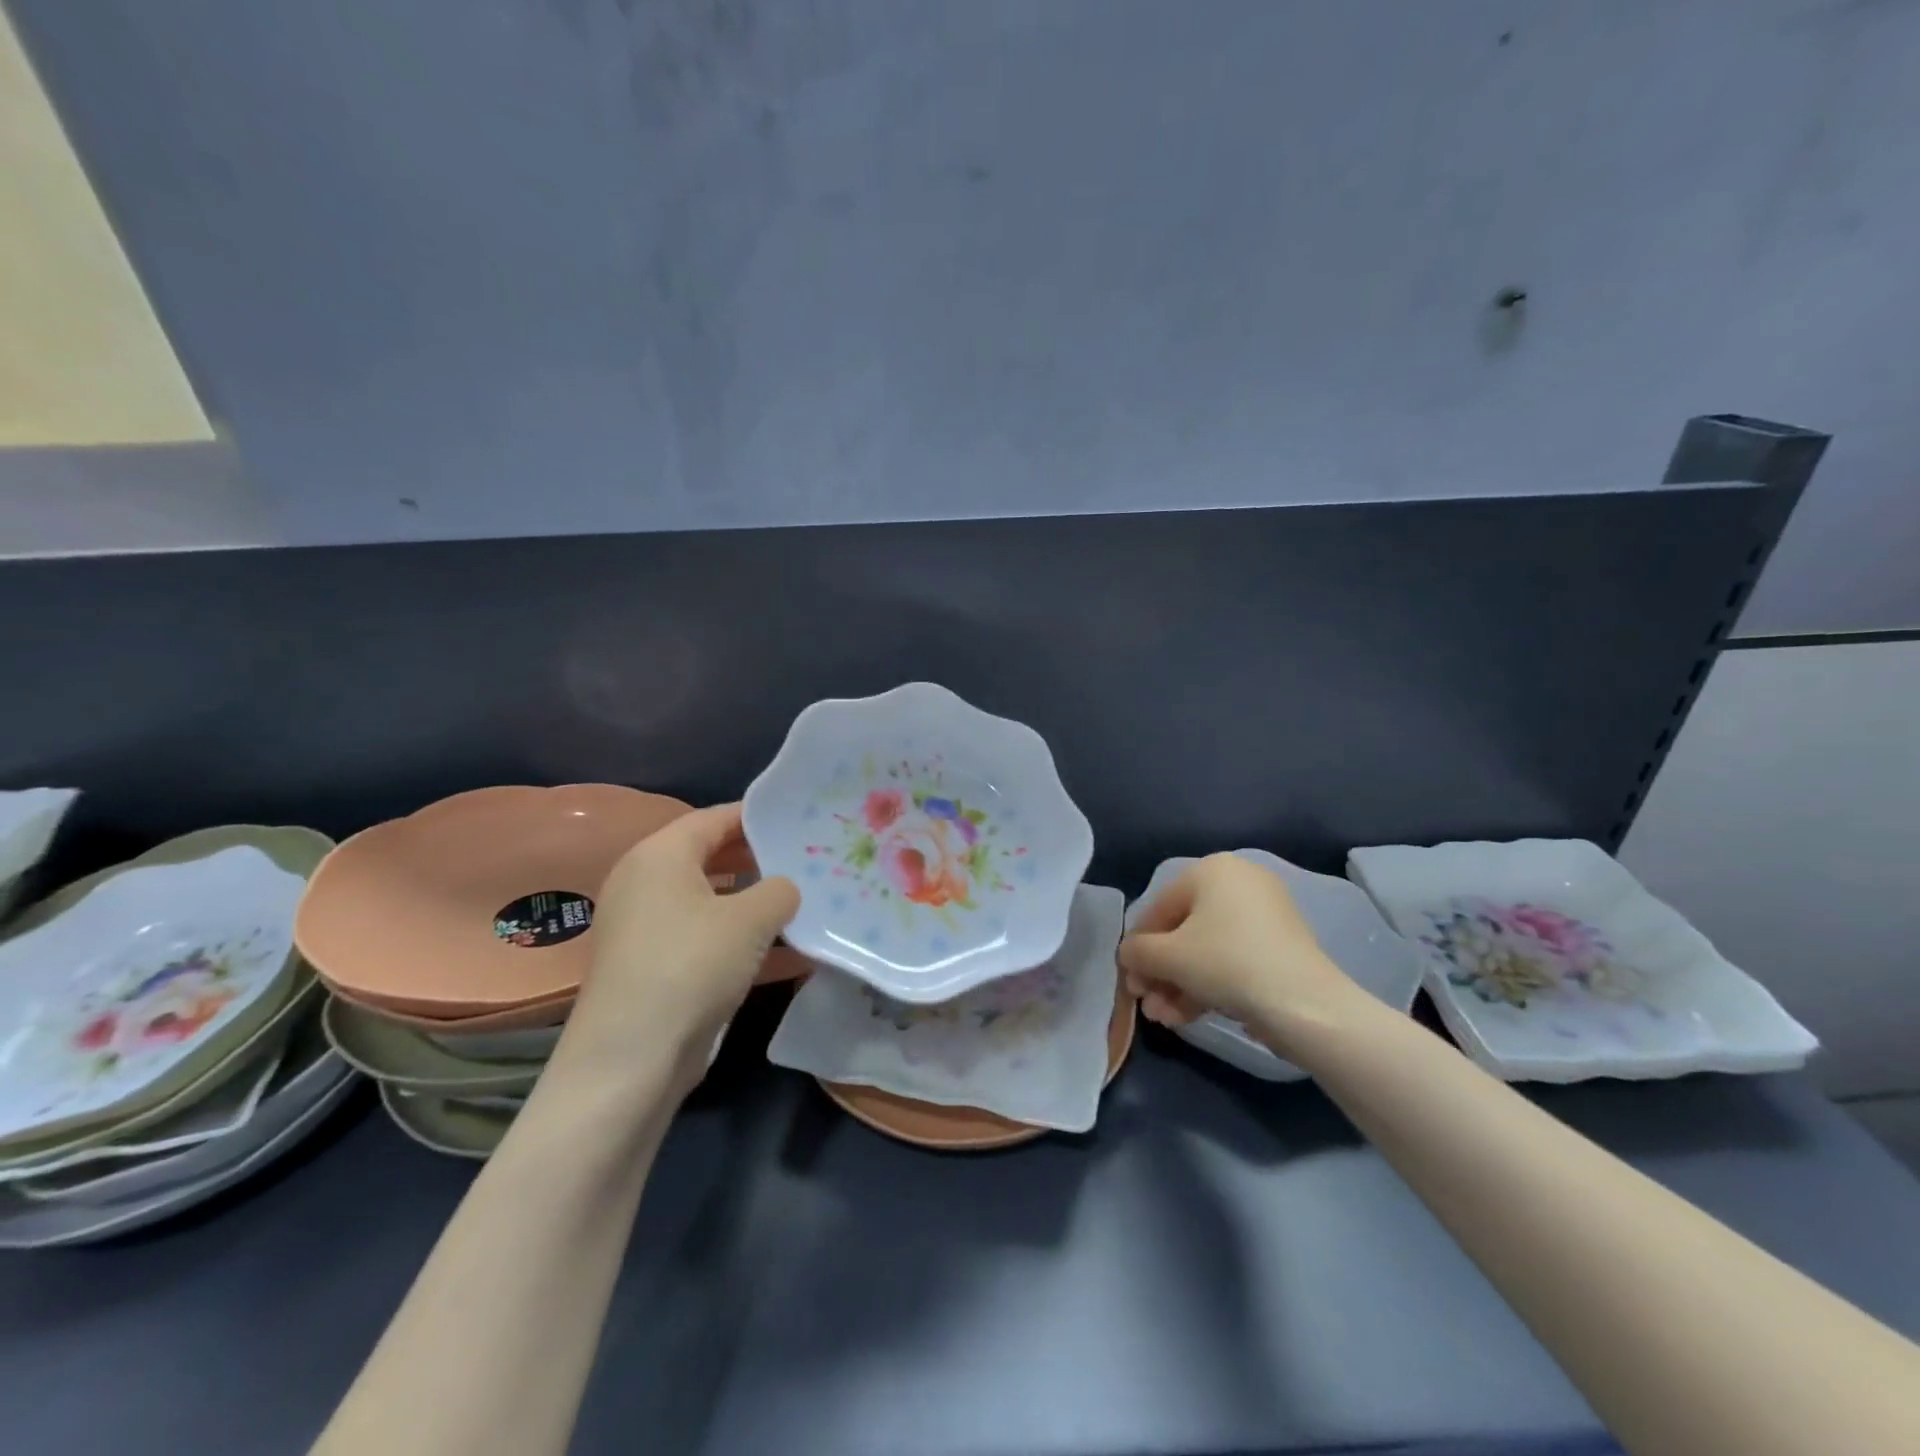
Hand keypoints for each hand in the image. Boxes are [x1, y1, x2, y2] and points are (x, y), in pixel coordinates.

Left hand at [561, 803, 798, 1093]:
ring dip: (752, 900)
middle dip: (757, 858)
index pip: (714, 818)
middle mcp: (645, 883)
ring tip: (800, 900)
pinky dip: (738, 937)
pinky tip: (783, 951)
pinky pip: (704, 935)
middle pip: (710, 856)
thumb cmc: (691, 966)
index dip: (756, 816)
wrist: (632, 1059)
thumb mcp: (752, 919)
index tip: (797, 820)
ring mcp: (645, 927)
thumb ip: (780, 890)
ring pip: (709, 899)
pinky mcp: (652, 965)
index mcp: (659, 856)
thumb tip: (785, 889)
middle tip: (804, 859)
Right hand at [1119, 854, 1367, 1050]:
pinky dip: (1209, 985)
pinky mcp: (1280, 947)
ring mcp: (1265, 915)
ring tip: (1165, 1020)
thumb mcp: (1167, 956)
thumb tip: (1129, 955)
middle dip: (1161, 973)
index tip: (1129, 981)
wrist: (1305, 1004)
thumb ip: (1137, 951)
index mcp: (1212, 870)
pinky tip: (1188, 1017)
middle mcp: (1239, 882)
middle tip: (1147, 1004)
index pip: (1159, 907)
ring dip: (1179, 985)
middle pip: (1184, 931)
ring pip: (1207, 950)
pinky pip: (1233, 960)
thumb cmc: (1226, 963)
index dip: (1139, 947)